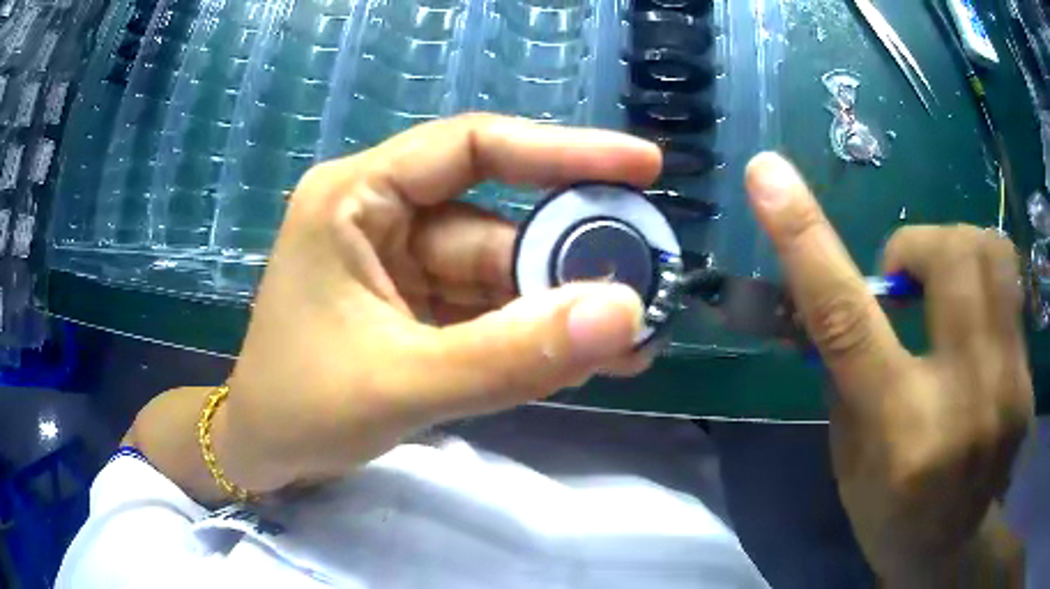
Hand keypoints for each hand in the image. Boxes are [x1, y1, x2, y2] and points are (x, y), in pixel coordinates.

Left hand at [219, 114, 661, 492]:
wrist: (263, 455)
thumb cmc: (300, 409)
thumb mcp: (402, 384)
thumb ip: (511, 356)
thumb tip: (622, 314)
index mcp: (357, 197)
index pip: (474, 147)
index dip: (564, 151)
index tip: (643, 166)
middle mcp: (383, 215)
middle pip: (498, 223)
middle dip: (570, 264)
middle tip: (646, 290)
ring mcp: (401, 264)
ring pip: (501, 275)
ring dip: (560, 311)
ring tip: (629, 344)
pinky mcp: (416, 307)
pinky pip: (488, 311)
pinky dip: (533, 335)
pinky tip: (583, 358)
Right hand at [745, 153, 1031, 584]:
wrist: (953, 546)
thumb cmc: (890, 511)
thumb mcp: (849, 455)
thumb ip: (848, 369)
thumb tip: (836, 291)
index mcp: (899, 432)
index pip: (848, 319)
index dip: (804, 238)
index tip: (767, 176)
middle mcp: (963, 402)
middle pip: (951, 257)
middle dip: (920, 245)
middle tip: (906, 280)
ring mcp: (1008, 388)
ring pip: (993, 254)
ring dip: (958, 252)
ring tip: (945, 291)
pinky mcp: (1027, 381)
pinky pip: (1011, 291)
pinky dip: (986, 290)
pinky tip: (976, 331)